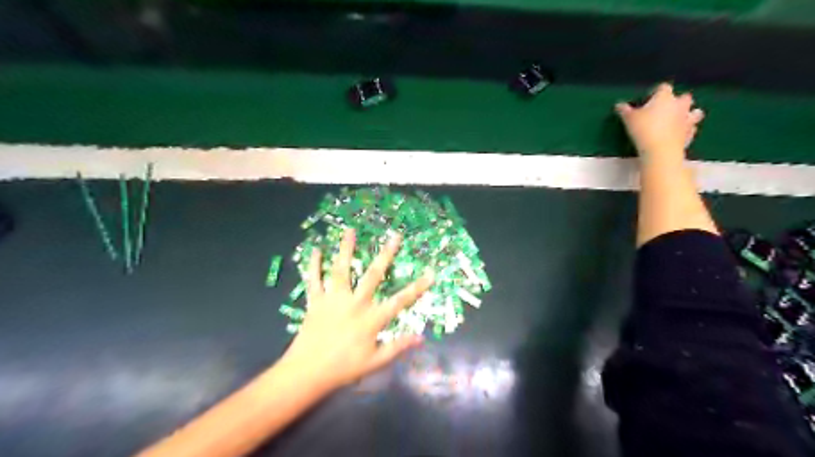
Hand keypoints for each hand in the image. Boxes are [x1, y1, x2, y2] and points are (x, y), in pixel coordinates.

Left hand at [281, 230, 431, 390]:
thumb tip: (421, 338)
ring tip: (350, 230)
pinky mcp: (316, 301)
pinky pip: (314, 280)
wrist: (307, 372)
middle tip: (395, 236)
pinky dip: (314, 264)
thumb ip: (397, 347)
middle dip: (386, 254)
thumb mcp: (374, 362)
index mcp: (371, 319)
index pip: (400, 301)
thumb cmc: (343, 368)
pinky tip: (315, 250)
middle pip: (373, 275)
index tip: (431, 273)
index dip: (417, 287)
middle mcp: (355, 303)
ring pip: (341, 270)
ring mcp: (334, 300)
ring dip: (346, 249)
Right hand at [615, 82, 703, 162]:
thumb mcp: (628, 119)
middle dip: (678, 101)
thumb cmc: (644, 129)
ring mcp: (688, 119)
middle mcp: (680, 105)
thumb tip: (619, 105)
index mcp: (665, 97)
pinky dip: (687, 130)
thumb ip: (624, 110)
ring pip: (695, 112)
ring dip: (689, 114)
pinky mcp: (690, 134)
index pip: (663, 87)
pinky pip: (692, 129)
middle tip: (665, 108)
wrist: (660, 150)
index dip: (655, 92)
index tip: (647, 100)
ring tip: (679, 120)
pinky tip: (678, 134)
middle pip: (684, 97)